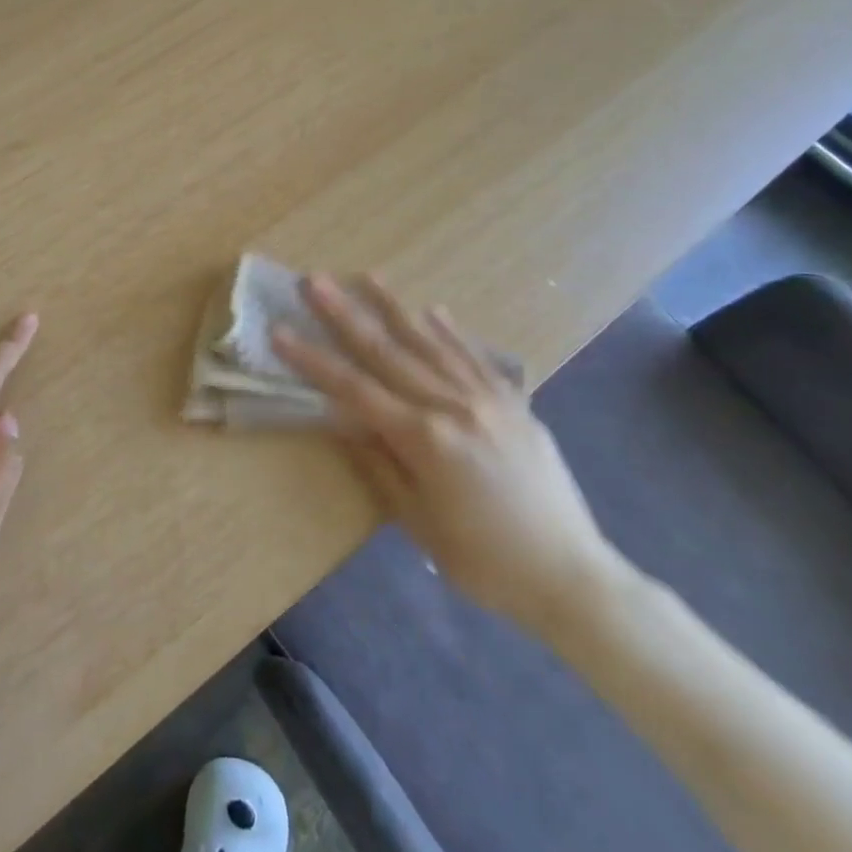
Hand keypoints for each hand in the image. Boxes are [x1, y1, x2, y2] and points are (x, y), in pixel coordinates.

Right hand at [273, 274, 623, 639]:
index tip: (280, 331)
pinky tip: (432, 309)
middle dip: (344, 314)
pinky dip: (451, 332)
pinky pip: (476, 357)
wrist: (571, 576)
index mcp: (424, 439)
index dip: (313, 360)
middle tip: (314, 281)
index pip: (354, 389)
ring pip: (431, 342)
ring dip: (394, 307)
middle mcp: (453, 406)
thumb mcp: (418, 521)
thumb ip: (378, 463)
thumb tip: (340, 420)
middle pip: (387, 351)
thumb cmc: (483, 562)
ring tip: (367, 275)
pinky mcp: (515, 403)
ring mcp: (488, 399)